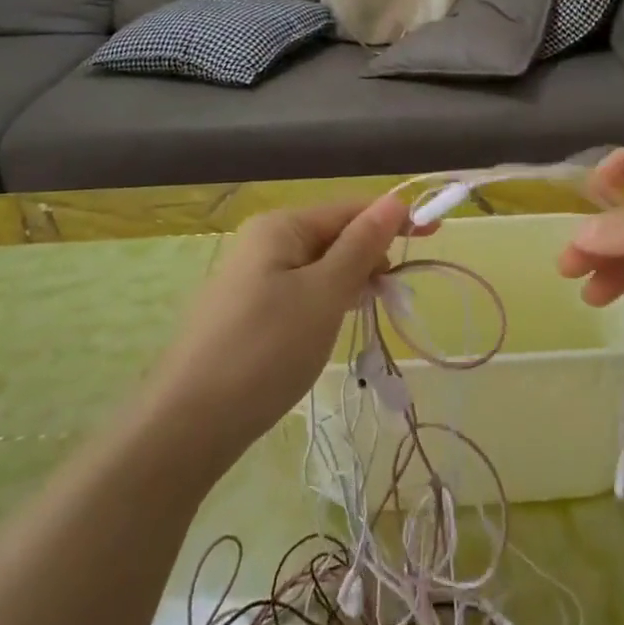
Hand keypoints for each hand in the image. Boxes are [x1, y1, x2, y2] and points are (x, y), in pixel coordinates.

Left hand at [154, 195, 408, 453]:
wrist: (188, 424)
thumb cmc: (266, 350)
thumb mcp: (324, 294)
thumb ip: (361, 246)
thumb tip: (394, 200)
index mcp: (280, 226)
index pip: (349, 209)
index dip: (392, 220)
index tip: (434, 235)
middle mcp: (262, 241)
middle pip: (333, 235)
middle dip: (370, 257)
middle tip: (396, 294)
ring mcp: (250, 277)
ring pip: (317, 267)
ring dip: (349, 282)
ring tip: (369, 310)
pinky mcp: (245, 310)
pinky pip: (298, 291)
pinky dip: (324, 302)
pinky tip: (332, 325)